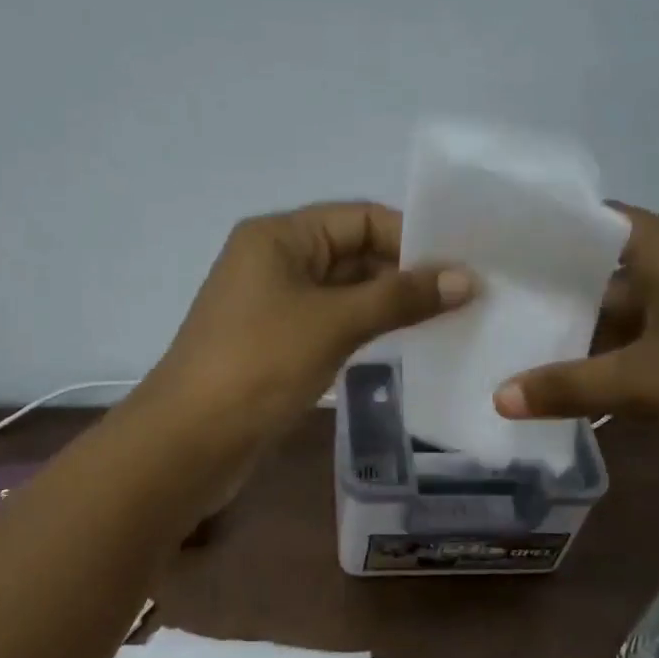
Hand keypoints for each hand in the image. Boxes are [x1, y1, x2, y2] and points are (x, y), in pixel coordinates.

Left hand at [147, 201, 474, 441]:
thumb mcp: (334, 323)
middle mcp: (274, 261)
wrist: (192, 439)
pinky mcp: (275, 345)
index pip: (360, 218)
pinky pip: (330, 325)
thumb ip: (400, 298)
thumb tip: (464, 279)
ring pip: (343, 293)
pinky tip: (404, 344)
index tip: (462, 265)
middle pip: (352, 253)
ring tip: (448, 320)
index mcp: (280, 236)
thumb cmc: (260, 365)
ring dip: (389, 305)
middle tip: (465, 297)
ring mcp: (273, 306)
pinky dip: (365, 330)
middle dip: (405, 273)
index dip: (411, 238)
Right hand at [494, 203, 658, 473]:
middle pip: (608, 274)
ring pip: (632, 315)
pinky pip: (656, 346)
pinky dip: (621, 364)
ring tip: (526, 356)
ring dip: (588, 338)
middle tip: (498, 313)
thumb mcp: (641, 384)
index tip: (497, 255)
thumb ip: (567, 387)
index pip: (595, 222)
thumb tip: (498, 397)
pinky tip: (585, 393)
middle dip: (557, 297)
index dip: (547, 235)